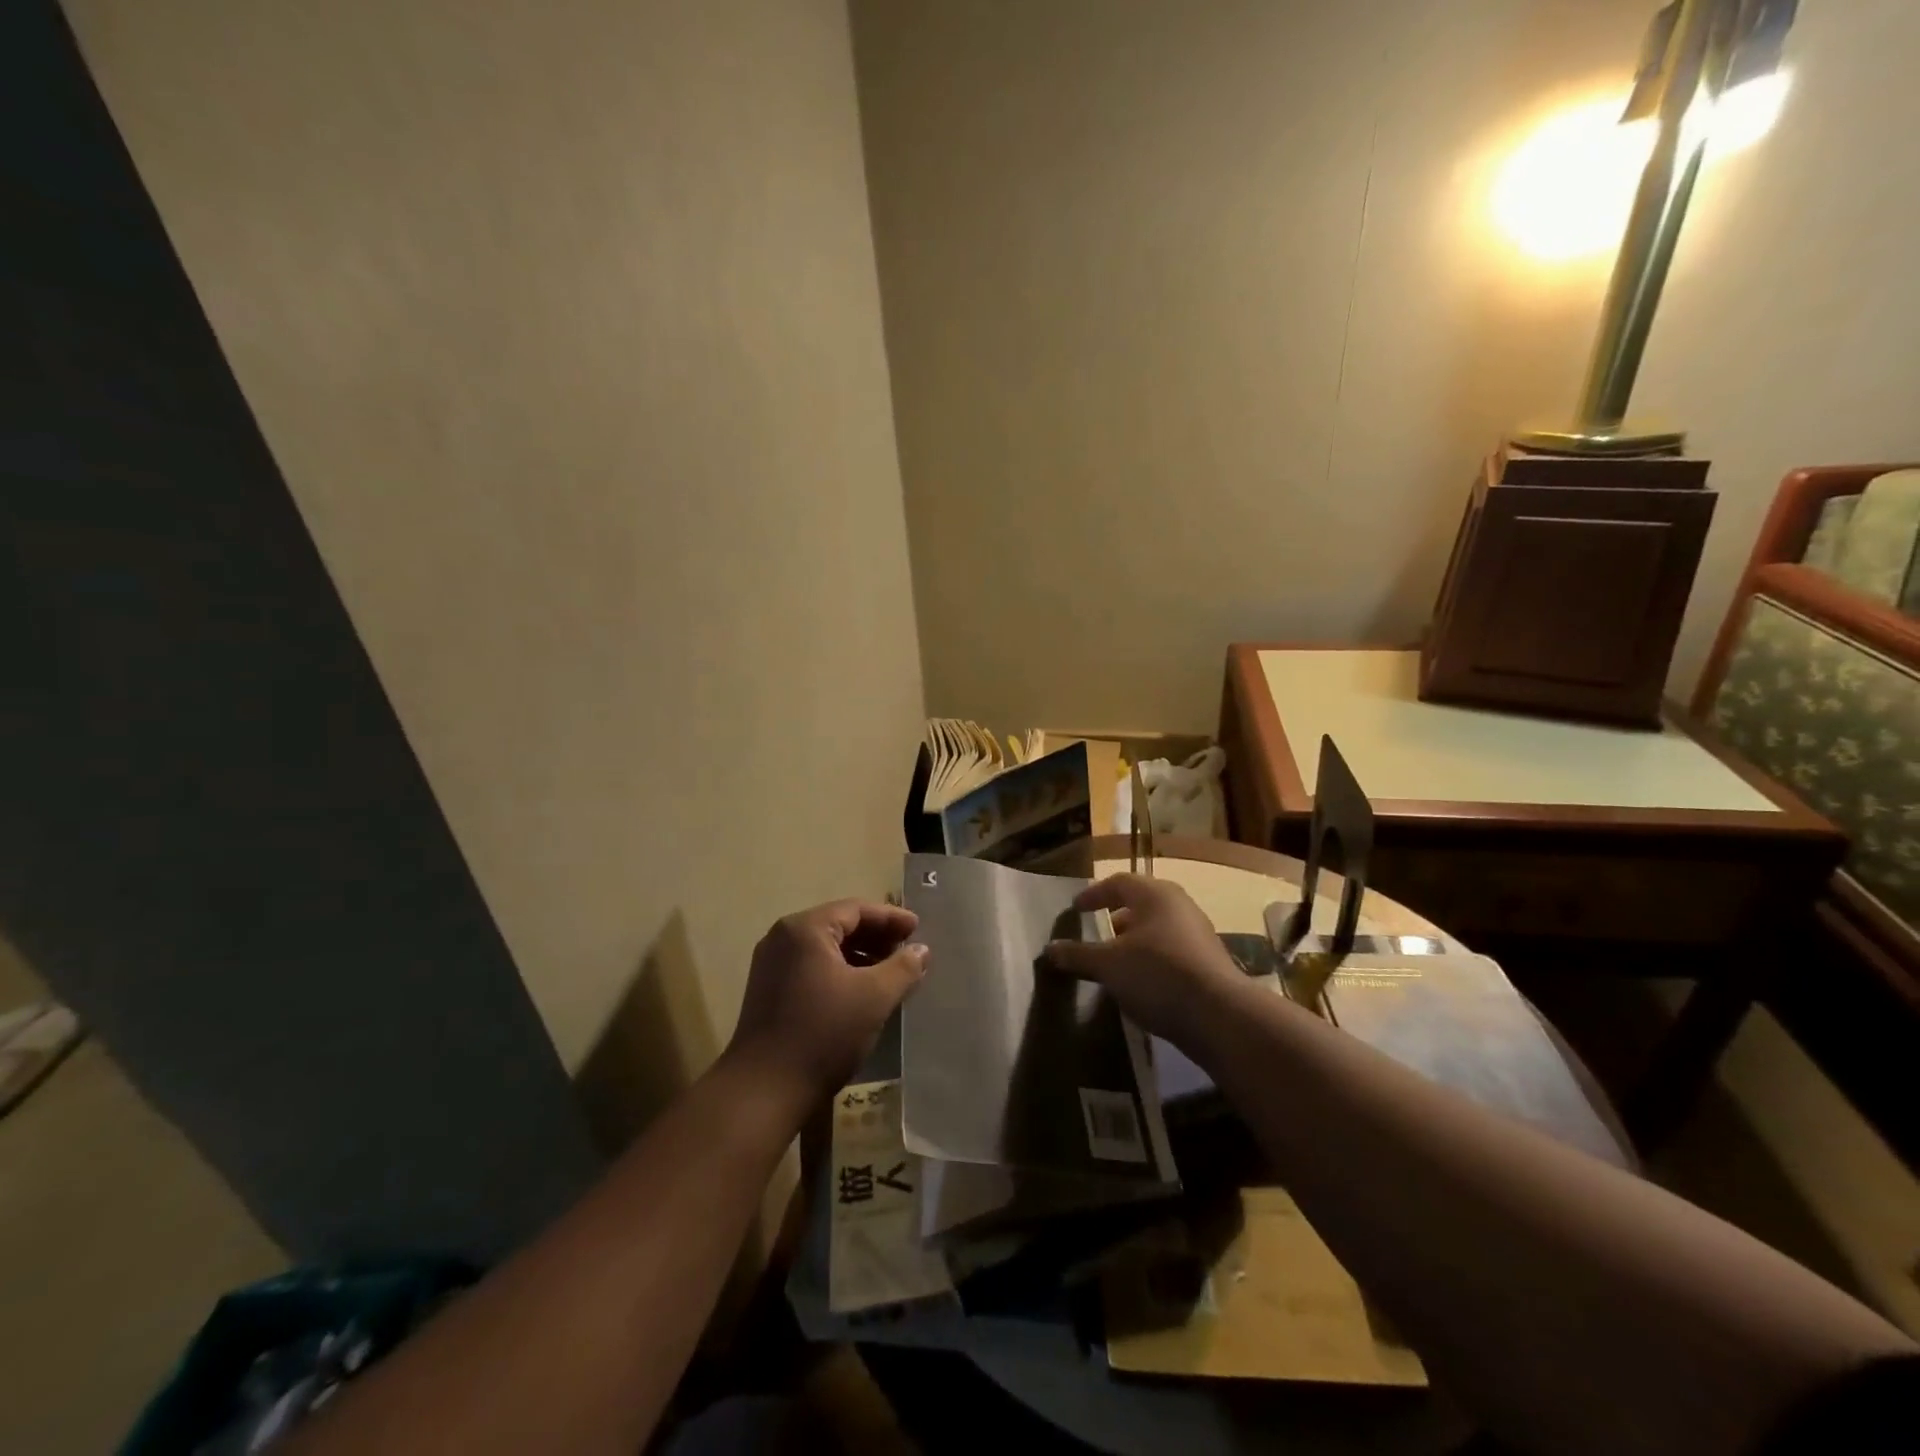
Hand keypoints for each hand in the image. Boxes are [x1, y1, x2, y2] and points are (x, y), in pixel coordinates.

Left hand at [726, 900, 928, 1102]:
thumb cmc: (823, 1033)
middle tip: (908, 950)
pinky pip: (813, 968)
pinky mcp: (769, 991)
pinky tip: (862, 993)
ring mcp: (772, 965)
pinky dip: (841, 972)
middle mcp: (783, 938)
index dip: (891, 918)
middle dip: (876, 937)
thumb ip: (903, 968)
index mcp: (805, 929)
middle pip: (839, 925)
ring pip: (826, 949)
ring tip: (891, 973)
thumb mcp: (874, 997)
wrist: (764, 1091)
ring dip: (860, 956)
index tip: (918, 929)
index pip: (856, 909)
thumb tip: (921, 950)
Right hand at [1041, 875, 1245, 1049]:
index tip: (1076, 909)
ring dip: (1134, 941)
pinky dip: (1151, 959)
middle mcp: (1179, 906)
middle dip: (1116, 917)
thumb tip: (1050, 949)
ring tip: (1115, 962)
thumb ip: (1078, 955)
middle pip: (1141, 904)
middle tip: (1096, 933)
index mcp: (1154, 894)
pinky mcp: (1208, 962)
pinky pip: (1171, 951)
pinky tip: (1140, 983)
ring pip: (1157, 929)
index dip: (1094, 894)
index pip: (1118, 882)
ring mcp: (1198, 934)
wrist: (1220, 1016)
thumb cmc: (1157, 974)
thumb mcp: (1108, 965)